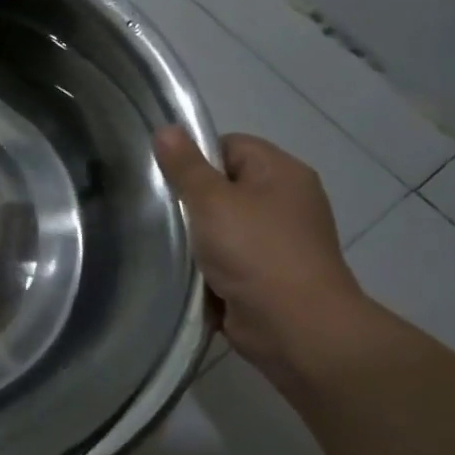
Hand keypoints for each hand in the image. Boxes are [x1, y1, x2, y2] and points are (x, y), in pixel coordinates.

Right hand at [155, 127, 369, 380]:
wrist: (295, 326)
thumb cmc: (255, 253)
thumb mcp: (212, 201)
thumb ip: (186, 167)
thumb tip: (165, 128)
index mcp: (282, 173)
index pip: (230, 146)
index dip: (196, 158)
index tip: (167, 181)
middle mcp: (286, 201)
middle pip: (225, 187)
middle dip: (192, 201)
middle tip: (159, 213)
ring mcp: (279, 241)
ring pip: (223, 226)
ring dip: (197, 238)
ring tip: (168, 245)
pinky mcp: (268, 275)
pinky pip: (229, 259)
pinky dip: (209, 266)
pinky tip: (186, 272)